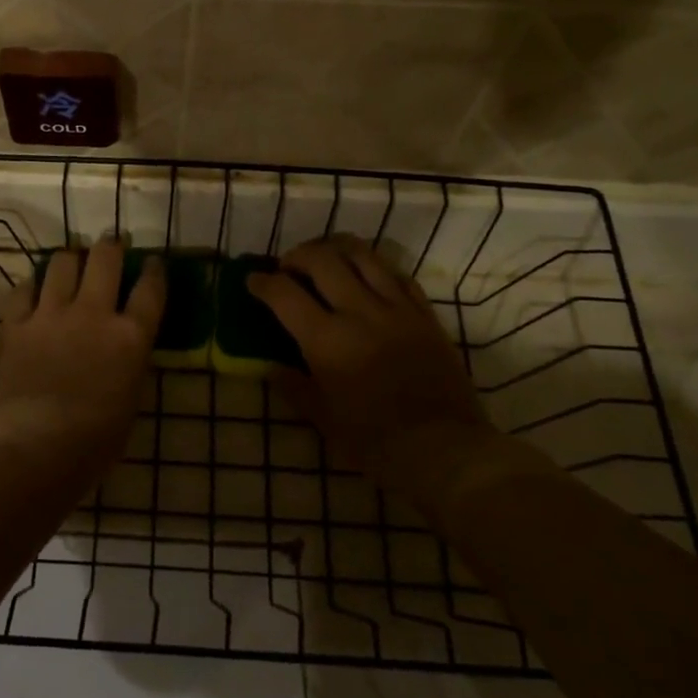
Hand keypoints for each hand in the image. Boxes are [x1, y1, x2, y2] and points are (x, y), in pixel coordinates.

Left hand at [0, 240, 163, 481]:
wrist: (33, 447)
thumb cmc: (93, 442)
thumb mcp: (130, 402)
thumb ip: (130, 365)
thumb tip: (126, 349)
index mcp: (130, 337)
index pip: (150, 290)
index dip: (154, 270)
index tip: (153, 262)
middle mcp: (93, 314)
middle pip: (105, 259)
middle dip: (111, 246)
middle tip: (111, 246)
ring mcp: (51, 315)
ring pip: (62, 262)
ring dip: (70, 259)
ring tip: (71, 263)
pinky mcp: (16, 324)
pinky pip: (24, 289)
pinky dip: (32, 286)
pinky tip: (33, 291)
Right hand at [249, 236, 488, 494]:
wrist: (444, 449)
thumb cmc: (376, 442)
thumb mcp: (324, 420)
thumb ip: (294, 388)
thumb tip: (271, 368)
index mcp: (327, 340)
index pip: (284, 294)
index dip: (263, 282)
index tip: (253, 281)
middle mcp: (359, 312)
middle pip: (322, 259)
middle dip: (297, 255)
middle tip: (288, 268)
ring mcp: (396, 309)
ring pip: (363, 255)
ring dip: (336, 248)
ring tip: (325, 258)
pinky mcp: (425, 314)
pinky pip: (398, 274)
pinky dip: (375, 266)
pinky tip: (367, 275)